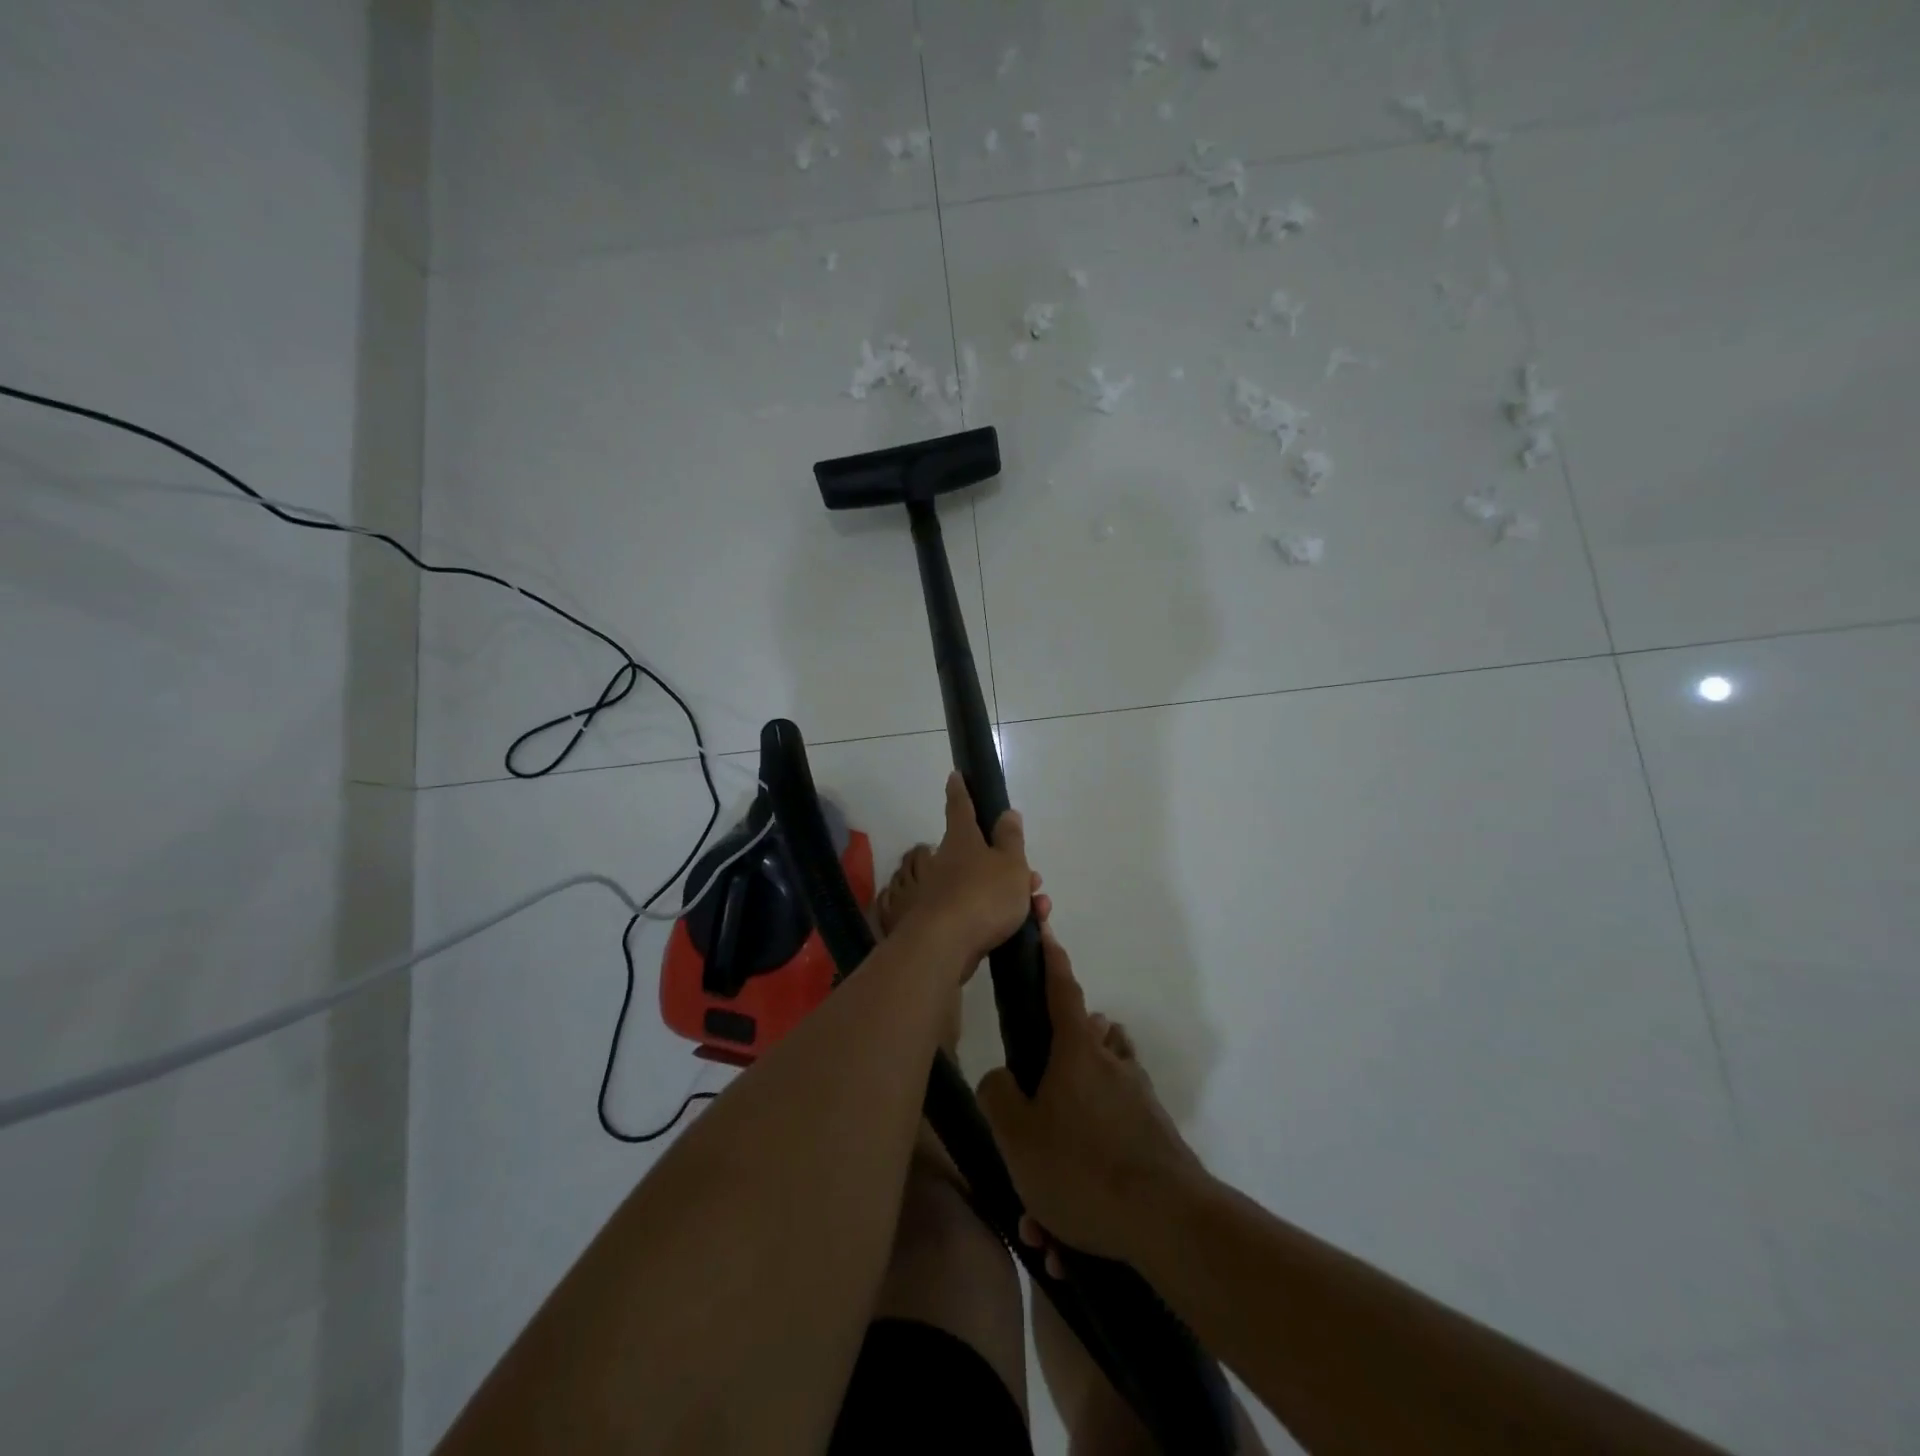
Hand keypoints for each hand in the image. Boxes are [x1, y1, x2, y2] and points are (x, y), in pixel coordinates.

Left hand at [896, 772, 1035, 967]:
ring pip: (986, 884)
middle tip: (1034, 876)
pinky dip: (1004, 914)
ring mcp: (946, 892)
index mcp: (962, 839)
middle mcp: (949, 861)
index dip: (961, 790)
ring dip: (1014, 892)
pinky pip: (983, 910)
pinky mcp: (949, 922)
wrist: (945, 946)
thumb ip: (1011, 839)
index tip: (955, 775)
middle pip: (981, 852)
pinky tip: (1027, 927)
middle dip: (1009, 862)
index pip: (960, 806)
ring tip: (1040, 905)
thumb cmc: (982, 894)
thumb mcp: (1009, 863)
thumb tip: (1007, 813)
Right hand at [977, 930, 1207, 1264]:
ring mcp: (1139, 1101)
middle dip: (1056, 1070)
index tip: (1047, 930)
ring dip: (1070, 1138)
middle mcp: (1113, 1065)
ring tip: (1045, 1202)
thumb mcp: (1016, 1134)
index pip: (1061, 989)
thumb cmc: (1081, 1167)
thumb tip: (1001, 1077)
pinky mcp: (1155, 1138)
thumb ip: (997, 1094)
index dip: (1051, 959)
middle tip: (1032, 1116)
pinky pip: (1112, 1146)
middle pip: (1083, 1044)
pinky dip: (1089, 1179)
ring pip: (1097, 1100)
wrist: (1168, 1222)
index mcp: (1078, 1051)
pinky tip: (1070, 1240)